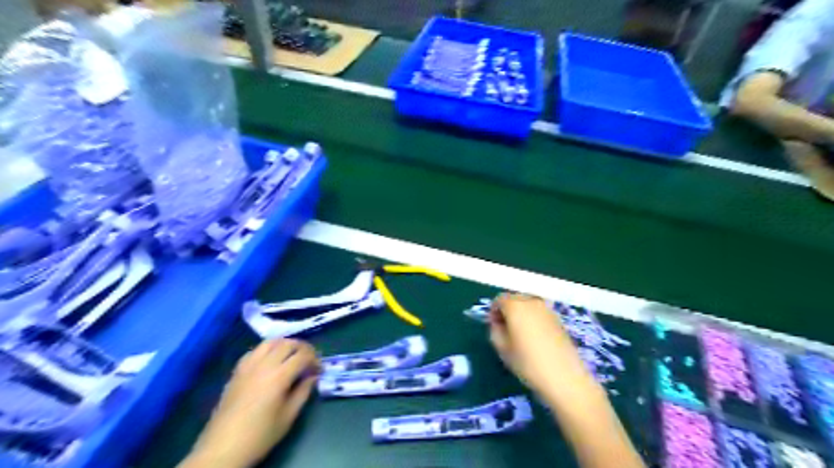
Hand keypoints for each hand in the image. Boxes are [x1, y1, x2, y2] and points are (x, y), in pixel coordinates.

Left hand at [182, 339, 319, 467]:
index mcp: (279, 376)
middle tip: (310, 359)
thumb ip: (303, 392)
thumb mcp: (288, 417)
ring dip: (285, 344)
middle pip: (288, 344)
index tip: (319, 369)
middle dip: (303, 348)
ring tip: (292, 355)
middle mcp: (264, 365)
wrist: (222, 448)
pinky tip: (270, 361)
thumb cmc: (260, 435)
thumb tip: (312, 377)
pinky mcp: (237, 371)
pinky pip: (254, 351)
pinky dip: (267, 350)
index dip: (315, 359)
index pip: (303, 355)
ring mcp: (248, 366)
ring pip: (270, 342)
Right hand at [490, 292, 598, 401]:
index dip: (493, 312)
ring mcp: (547, 310)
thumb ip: (494, 330)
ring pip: (528, 305)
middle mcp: (532, 302)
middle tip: (505, 330)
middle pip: (514, 299)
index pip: (499, 300)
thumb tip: (498, 323)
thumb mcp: (502, 348)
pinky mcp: (559, 319)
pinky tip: (535, 339)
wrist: (564, 377)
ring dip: (521, 315)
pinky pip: (539, 313)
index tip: (494, 327)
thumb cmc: (527, 362)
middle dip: (507, 311)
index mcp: (515, 306)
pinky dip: (533, 320)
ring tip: (520, 335)